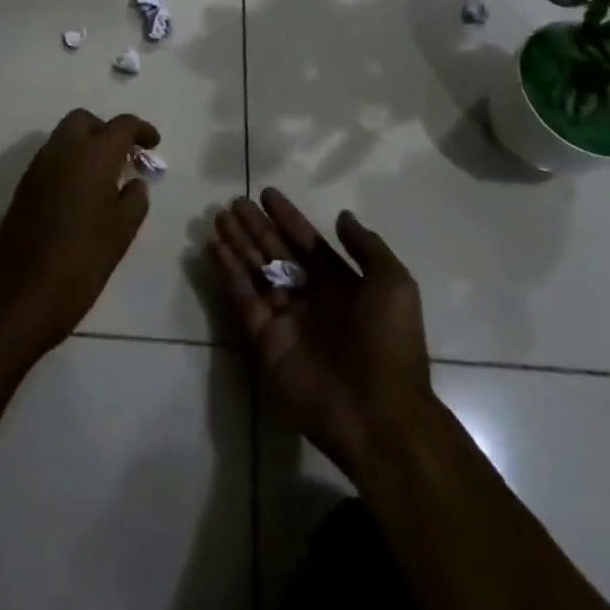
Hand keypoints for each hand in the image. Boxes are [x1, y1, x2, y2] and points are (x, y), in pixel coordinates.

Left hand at [0, 109, 158, 357]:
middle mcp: (63, 149)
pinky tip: (80, 194)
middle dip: (106, 130)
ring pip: (64, 138)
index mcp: (93, 154)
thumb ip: (135, 198)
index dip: (141, 130)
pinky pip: (51, 160)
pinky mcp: (24, 186)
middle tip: (124, 156)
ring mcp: (38, 166)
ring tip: (104, 177)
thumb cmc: (83, 259)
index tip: (153, 144)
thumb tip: (134, 182)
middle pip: (85, 120)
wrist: (24, 293)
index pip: (121, 125)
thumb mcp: (122, 230)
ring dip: (85, 146)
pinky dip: (69, 163)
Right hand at [210, 190, 433, 476]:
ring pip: (256, 272)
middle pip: (277, 254)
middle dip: (257, 228)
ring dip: (238, 245)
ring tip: (219, 218)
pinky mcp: (264, 342)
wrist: (378, 415)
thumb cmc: (388, 343)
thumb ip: (367, 247)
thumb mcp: (393, 285)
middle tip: (234, 202)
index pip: (308, 243)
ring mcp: (286, 320)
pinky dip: (228, 274)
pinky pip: (243, 301)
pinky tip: (216, 248)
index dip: (288, 218)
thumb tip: (342, 216)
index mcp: (342, 286)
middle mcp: (311, 298)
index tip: (267, 194)